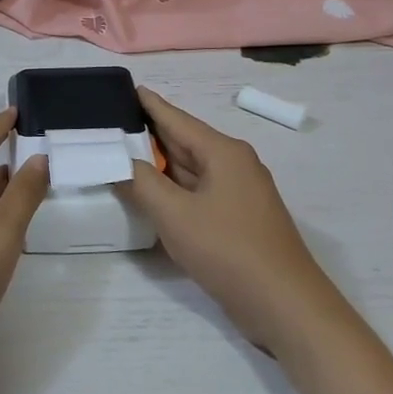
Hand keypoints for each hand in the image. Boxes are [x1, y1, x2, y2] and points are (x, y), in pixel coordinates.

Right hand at [125, 87, 341, 352]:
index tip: (121, 88)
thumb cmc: (229, 250)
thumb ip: (141, 183)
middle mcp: (233, 165)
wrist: (285, 306)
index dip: (147, 104)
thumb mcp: (175, 214)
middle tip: (107, 125)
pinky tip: (148, 194)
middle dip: (147, 135)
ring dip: (158, 165)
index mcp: (223, 152)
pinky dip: (171, 190)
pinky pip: (197, 194)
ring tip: (119, 155)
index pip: (176, 118)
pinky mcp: (236, 220)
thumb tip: (119, 161)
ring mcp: (237, 194)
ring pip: (189, 170)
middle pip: (182, 142)